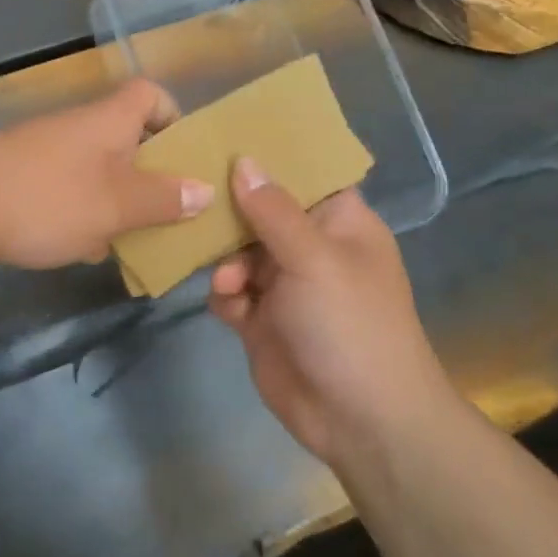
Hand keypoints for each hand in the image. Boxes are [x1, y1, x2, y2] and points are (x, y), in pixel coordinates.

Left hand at [0, 79, 213, 268]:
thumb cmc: (49, 199)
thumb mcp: (117, 205)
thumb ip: (163, 199)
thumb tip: (205, 190)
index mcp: (108, 121)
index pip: (150, 95)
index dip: (173, 118)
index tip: (184, 156)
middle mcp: (78, 127)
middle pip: (126, 138)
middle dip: (149, 175)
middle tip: (167, 211)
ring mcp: (45, 151)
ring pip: (96, 170)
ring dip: (115, 200)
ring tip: (131, 239)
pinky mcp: (20, 177)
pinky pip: (66, 190)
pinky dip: (80, 213)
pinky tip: (80, 247)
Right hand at [209, 159, 455, 464]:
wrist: (359, 418)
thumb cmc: (350, 324)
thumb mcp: (314, 258)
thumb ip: (273, 210)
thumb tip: (243, 160)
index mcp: (339, 223)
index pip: (303, 174)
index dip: (268, 157)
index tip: (223, 138)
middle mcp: (310, 247)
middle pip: (260, 212)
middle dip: (232, 214)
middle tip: (198, 204)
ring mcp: (284, 285)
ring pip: (237, 252)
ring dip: (226, 262)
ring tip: (231, 282)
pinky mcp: (260, 320)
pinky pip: (230, 292)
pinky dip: (224, 295)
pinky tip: (230, 307)